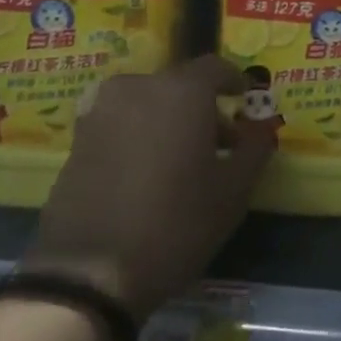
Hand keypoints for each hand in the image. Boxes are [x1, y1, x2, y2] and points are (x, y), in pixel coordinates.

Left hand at [25, 56, 268, 320]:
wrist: (88, 273)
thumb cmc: (174, 225)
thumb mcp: (233, 191)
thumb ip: (255, 148)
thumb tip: (263, 126)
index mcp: (181, 91)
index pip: (216, 68)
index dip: (235, 81)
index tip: (244, 100)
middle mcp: (139, 87)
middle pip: (180, 84)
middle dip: (203, 106)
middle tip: (219, 142)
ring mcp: (102, 110)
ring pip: (148, 101)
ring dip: (169, 118)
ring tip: (181, 158)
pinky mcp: (78, 137)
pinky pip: (121, 120)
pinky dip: (139, 132)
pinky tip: (146, 170)